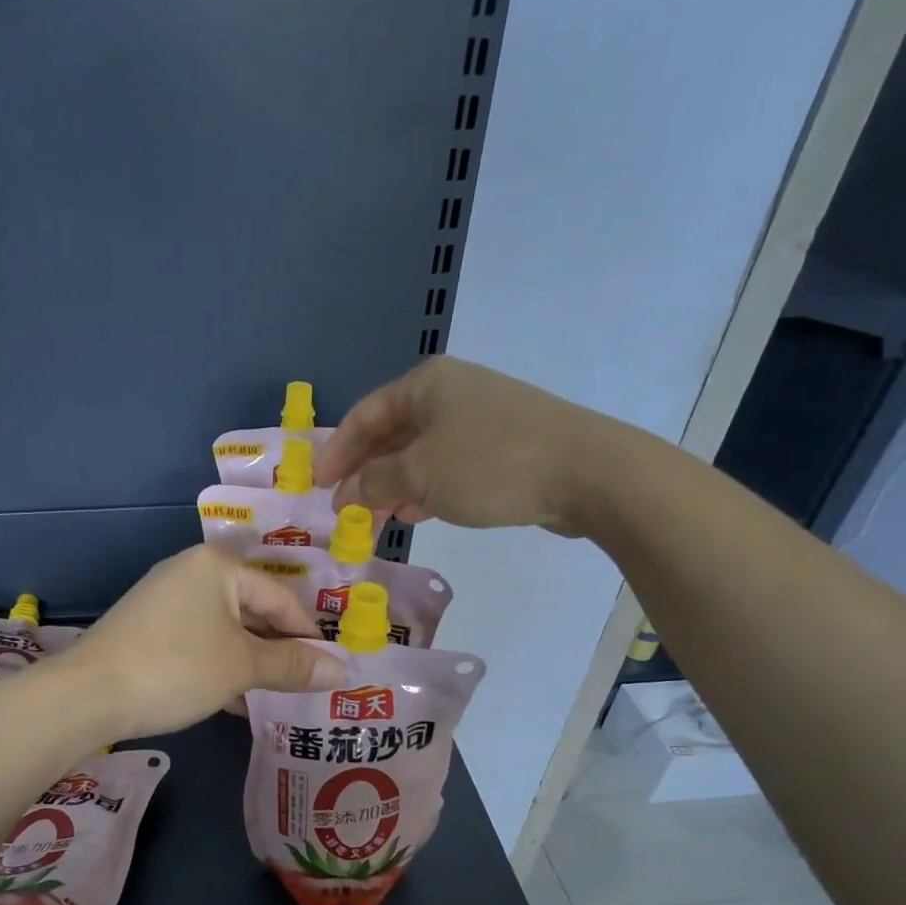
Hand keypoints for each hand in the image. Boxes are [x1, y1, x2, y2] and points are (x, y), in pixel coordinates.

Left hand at [66, 546, 346, 740]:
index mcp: (217, 566)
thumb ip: (292, 665)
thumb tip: (343, 670)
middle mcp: (191, 572)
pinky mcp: (148, 629)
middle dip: (279, 650)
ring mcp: (165, 601)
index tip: (329, 669)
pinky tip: (236, 700)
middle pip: (252, 610)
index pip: (281, 597)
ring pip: (226, 630)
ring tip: (278, 696)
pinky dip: (221, 666)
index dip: (308, 635)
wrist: (87, 695)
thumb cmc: (176, 668)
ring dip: (251, 663)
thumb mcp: (242, 666)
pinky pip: (199, 642)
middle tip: (307, 684)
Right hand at [314, 355, 628, 537]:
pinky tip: (416, 513)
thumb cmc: (490, 464)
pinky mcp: (503, 446)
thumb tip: (349, 492)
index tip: (318, 486)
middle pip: (391, 434)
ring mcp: (480, 418)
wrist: (587, 472)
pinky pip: (448, 465)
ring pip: (420, 453)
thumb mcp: (420, 474)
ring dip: (394, 485)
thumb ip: (376, 482)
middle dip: (365, 473)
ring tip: (376, 519)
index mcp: (425, 385)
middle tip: (345, 509)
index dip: (337, 451)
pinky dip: (426, 488)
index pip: (364, 415)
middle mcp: (450, 393)